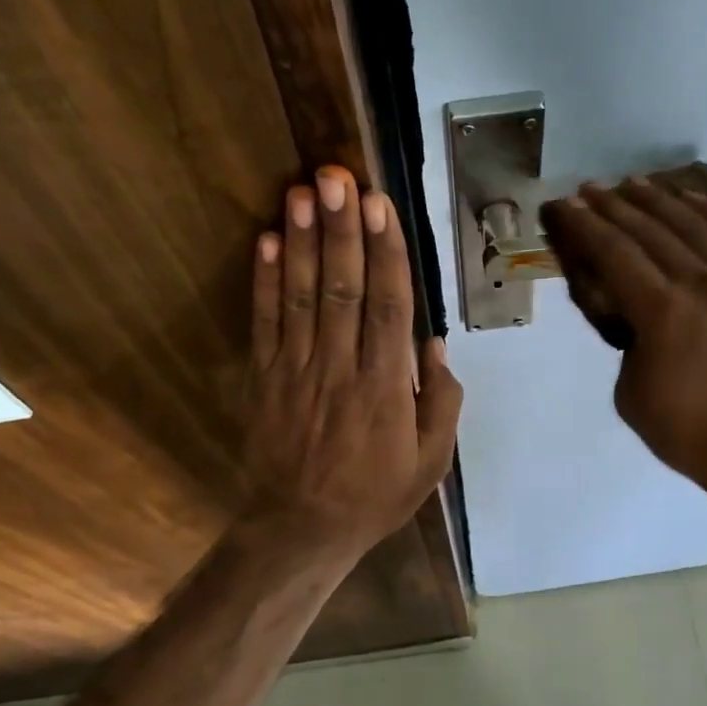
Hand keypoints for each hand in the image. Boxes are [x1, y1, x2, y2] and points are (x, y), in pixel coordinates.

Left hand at [242, 165, 462, 565]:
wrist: (303, 529)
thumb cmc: (375, 496)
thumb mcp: (431, 463)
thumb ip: (442, 403)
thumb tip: (435, 344)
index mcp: (386, 387)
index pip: (388, 306)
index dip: (385, 253)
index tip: (381, 206)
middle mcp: (341, 368)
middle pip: (342, 288)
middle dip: (341, 229)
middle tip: (337, 176)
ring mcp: (297, 371)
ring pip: (301, 297)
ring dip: (302, 241)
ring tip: (302, 192)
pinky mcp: (264, 379)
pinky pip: (264, 324)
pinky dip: (264, 282)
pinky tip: (268, 241)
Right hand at [544, 179, 706, 493]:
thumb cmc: (687, 431)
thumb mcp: (630, 393)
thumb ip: (628, 345)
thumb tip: (638, 321)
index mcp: (660, 310)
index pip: (613, 252)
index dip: (585, 227)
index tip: (565, 206)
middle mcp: (698, 282)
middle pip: (649, 229)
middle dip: (613, 206)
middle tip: (589, 190)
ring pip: (693, 223)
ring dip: (659, 199)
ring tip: (633, 184)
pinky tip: (695, 201)